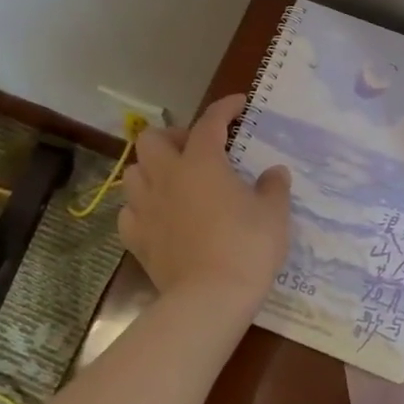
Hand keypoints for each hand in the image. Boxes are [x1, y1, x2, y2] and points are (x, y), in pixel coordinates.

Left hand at [117, 92, 291, 317]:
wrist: (210, 298)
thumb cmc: (247, 247)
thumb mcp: (274, 213)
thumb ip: (273, 187)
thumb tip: (274, 173)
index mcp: (201, 162)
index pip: (209, 122)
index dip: (224, 108)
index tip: (239, 104)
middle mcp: (167, 177)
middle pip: (152, 140)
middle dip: (173, 137)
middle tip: (196, 150)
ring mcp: (146, 208)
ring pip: (133, 173)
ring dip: (152, 170)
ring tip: (175, 181)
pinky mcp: (136, 239)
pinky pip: (129, 212)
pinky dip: (142, 208)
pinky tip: (159, 216)